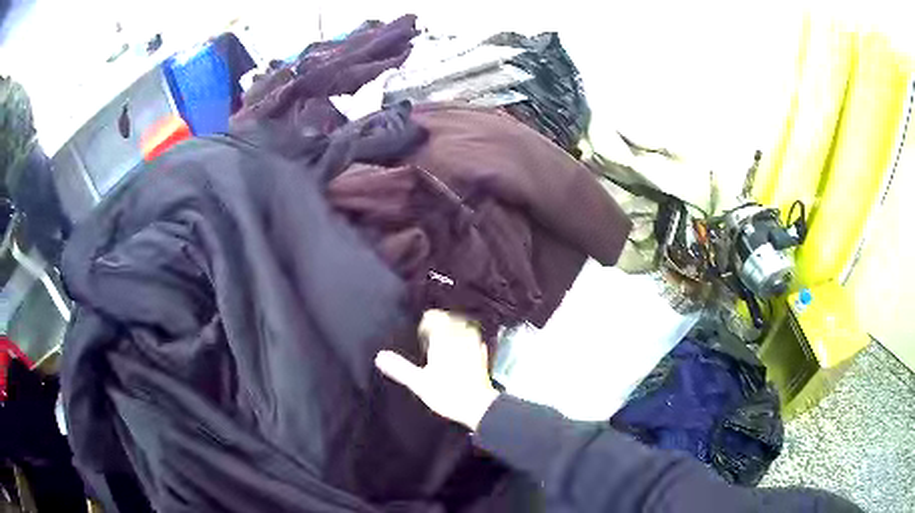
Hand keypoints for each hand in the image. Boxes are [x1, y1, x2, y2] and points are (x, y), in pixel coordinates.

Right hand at [375, 310, 499, 430]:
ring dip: (456, 329)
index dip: (427, 321)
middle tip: (431, 331)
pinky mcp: (483, 359)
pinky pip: (476, 343)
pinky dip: (469, 341)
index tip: (420, 331)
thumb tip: (380, 356)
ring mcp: (474, 348)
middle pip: (452, 320)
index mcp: (444, 340)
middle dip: (442, 322)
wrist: (478, 406)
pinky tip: (465, 349)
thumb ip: (400, 368)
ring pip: (466, 328)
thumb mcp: (419, 382)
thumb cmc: (447, 393)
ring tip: (447, 336)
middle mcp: (461, 339)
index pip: (436, 318)